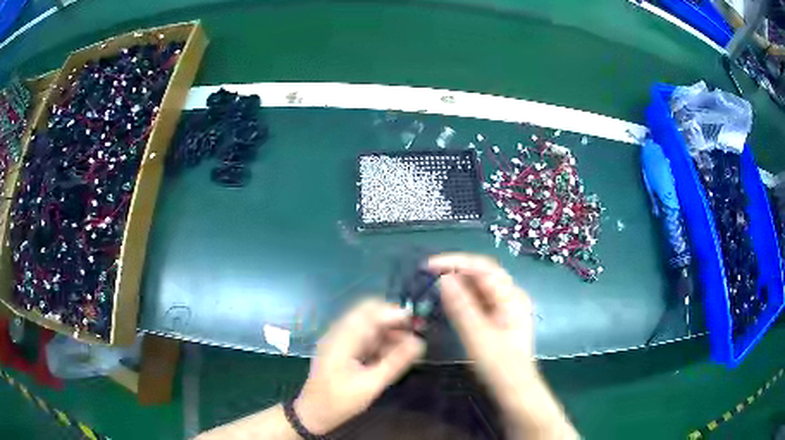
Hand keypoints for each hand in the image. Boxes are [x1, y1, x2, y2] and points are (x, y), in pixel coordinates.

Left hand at [294, 298, 424, 434]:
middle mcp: (339, 333)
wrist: (314, 414)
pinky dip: (381, 343)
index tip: (417, 322)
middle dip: (394, 321)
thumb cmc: (340, 401)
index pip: (370, 312)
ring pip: (369, 327)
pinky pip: (365, 339)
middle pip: (369, 315)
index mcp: (342, 338)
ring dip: (389, 332)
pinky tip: (395, 354)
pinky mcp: (343, 351)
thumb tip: (420, 343)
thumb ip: (396, 362)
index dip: (394, 313)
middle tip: (416, 332)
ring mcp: (340, 342)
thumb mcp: (371, 384)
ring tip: (410, 346)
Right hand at [429, 253, 534, 395]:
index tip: (428, 266)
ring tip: (433, 284)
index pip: (482, 267)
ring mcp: (506, 306)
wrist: (515, 390)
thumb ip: (462, 307)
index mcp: (511, 296)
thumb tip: (443, 278)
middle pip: (481, 273)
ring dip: (457, 282)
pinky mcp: (499, 318)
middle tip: (428, 274)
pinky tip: (448, 300)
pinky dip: (462, 295)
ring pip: (479, 285)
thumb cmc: (500, 366)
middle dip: (455, 269)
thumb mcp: (479, 337)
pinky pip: (478, 298)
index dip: (455, 262)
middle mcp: (511, 295)